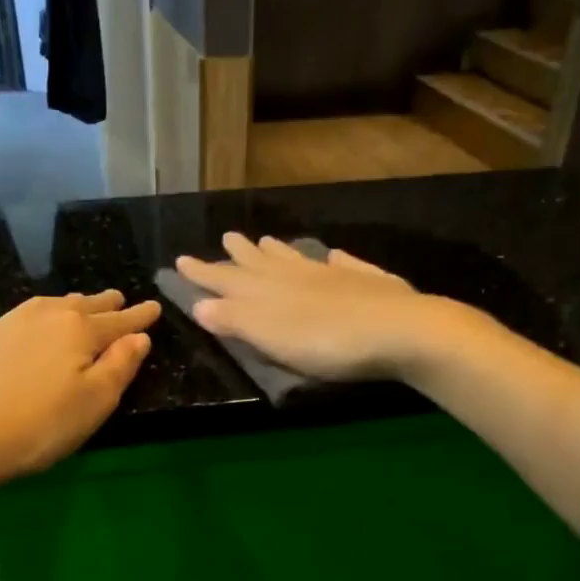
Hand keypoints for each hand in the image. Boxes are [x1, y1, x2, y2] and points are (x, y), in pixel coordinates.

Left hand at [0, 289, 160, 488]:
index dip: (139, 317)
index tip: (154, 307)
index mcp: (79, 331)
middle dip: (106, 304)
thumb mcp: (94, 403)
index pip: (119, 321)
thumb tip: (139, 337)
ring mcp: (8, 323)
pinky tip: (35, 325)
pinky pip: (24, 316)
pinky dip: (41, 316)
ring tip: (83, 304)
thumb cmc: (38, 426)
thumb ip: (120, 367)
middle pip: (84, 306)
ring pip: (52, 306)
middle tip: (119, 299)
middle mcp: (45, 316)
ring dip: (73, 304)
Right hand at [174, 233, 451, 380]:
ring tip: (264, 239)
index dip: (204, 273)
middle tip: (225, 238)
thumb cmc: (326, 342)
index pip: (228, 280)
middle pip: (262, 263)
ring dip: (278, 251)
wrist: (399, 331)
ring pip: (298, 259)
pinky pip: (344, 264)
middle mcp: (298, 276)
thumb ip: (236, 320)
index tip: (180, 260)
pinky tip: (332, 255)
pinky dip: (332, 259)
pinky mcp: (368, 283)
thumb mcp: (271, 336)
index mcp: (270, 292)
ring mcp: (335, 276)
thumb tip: (199, 304)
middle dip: (240, 255)